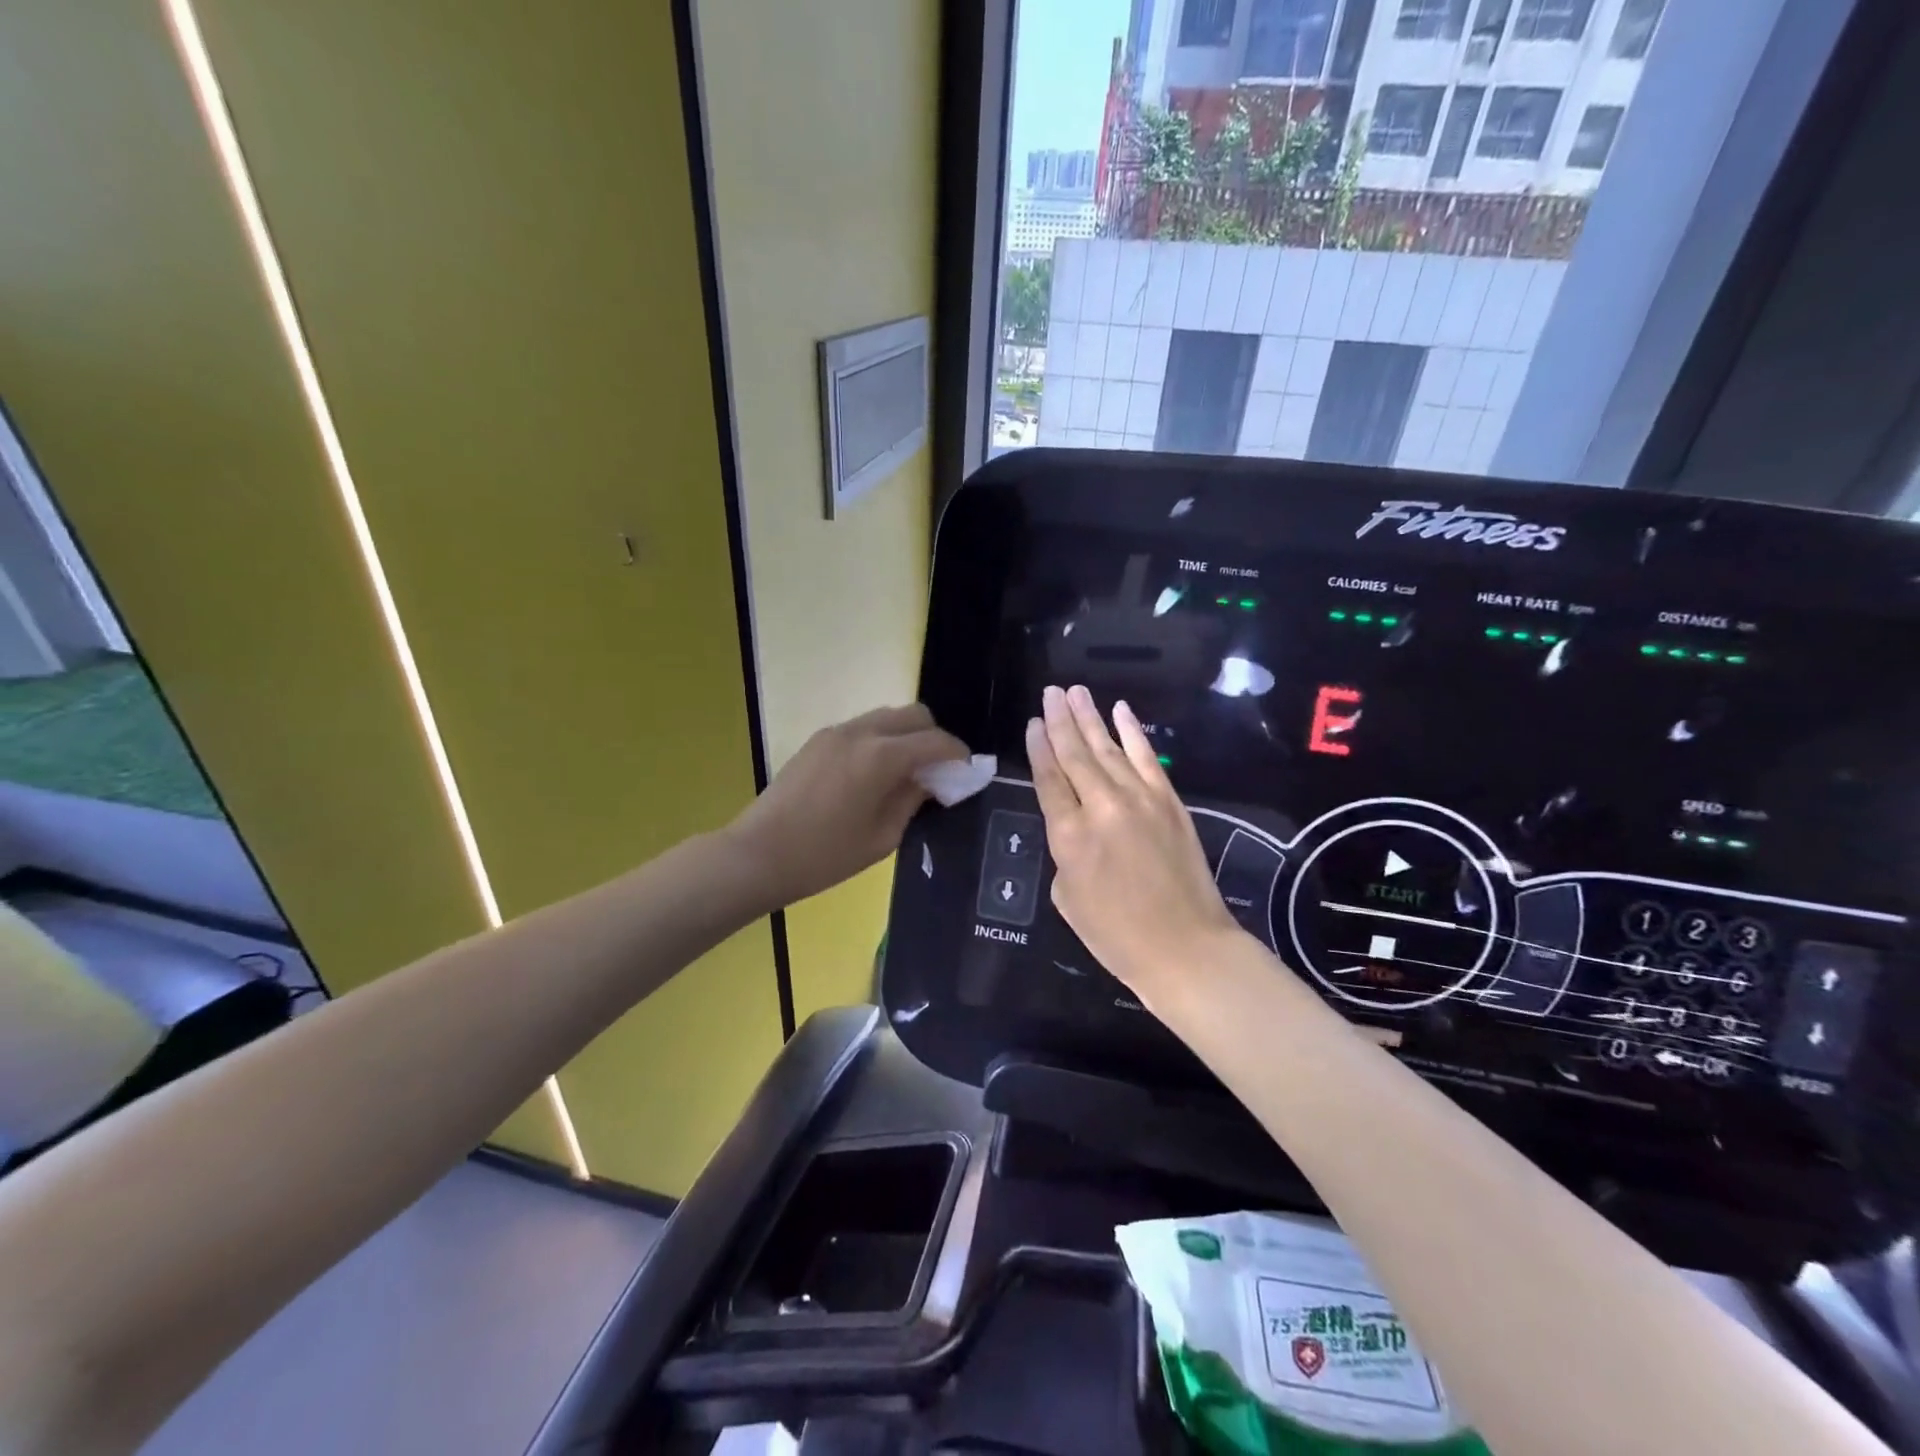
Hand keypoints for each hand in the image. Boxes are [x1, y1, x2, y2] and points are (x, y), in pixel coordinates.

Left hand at [729, 704, 967, 908]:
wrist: (758, 854)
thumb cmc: (824, 856)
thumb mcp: (881, 837)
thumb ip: (912, 801)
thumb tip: (930, 781)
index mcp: (881, 757)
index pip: (935, 741)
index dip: (958, 755)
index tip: (967, 773)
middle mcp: (861, 732)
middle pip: (914, 714)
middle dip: (934, 737)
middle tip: (937, 772)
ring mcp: (836, 732)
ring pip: (887, 716)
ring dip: (906, 736)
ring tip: (906, 773)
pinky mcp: (818, 740)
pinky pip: (863, 727)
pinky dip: (882, 740)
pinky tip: (875, 774)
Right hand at [1029, 685, 1241, 1006]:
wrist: (1186, 947)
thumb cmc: (1117, 935)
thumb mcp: (1068, 898)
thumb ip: (1065, 852)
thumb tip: (1076, 827)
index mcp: (1069, 836)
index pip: (1048, 779)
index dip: (1038, 748)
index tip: (1032, 723)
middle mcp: (1102, 807)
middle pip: (1075, 755)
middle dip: (1059, 721)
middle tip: (1050, 692)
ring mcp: (1139, 799)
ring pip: (1108, 748)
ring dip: (1090, 718)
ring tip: (1075, 692)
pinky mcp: (1169, 801)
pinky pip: (1146, 757)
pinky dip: (1132, 732)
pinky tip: (1120, 711)